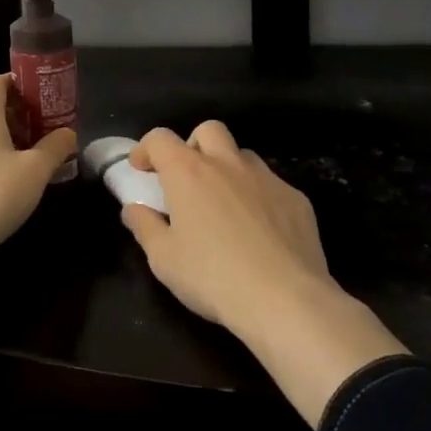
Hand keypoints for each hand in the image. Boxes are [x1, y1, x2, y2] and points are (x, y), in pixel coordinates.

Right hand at [120, 121, 406, 423]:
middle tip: (187, 178)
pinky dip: (258, 197)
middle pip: (208, 130)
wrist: (286, 300)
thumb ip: (144, 227)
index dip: (146, 149)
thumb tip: (133, 209)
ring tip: (224, 205)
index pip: (160, 138)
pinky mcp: (296, 199)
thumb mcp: (164, 259)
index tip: (141, 169)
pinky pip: (272, 185)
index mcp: (188, 172)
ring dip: (228, 170)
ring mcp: (266, 178)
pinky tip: (260, 231)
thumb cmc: (213, 277)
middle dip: (193, 145)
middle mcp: (227, 163)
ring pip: (243, 156)